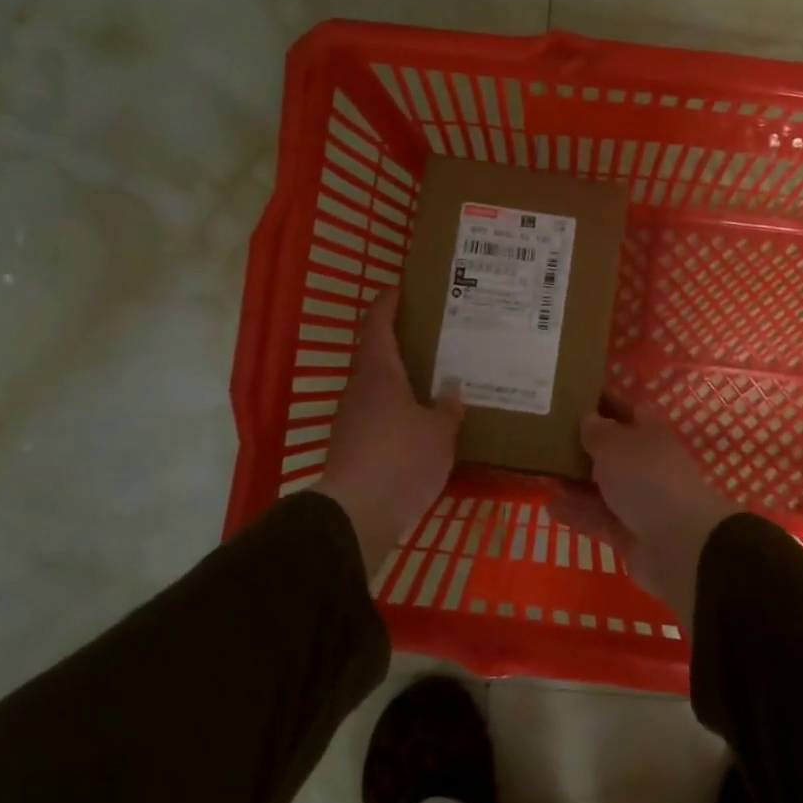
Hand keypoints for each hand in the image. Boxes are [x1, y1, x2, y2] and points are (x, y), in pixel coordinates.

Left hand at [316, 290, 463, 574]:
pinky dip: (398, 412)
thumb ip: (446, 408)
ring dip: (401, 382)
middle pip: (376, 357)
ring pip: (378, 389)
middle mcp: (360, 390)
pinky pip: (378, 418)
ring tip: (434, 384)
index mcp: (379, 373)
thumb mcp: (438, 432)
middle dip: (401, 345)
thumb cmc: (401, 458)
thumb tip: (451, 390)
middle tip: (434, 341)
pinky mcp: (352, 448)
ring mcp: (352, 420)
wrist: (357, 514)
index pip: (378, 325)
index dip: (387, 303)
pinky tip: (421, 426)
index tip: (399, 288)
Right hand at [549, 395, 737, 632]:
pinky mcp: (627, 531)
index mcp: (648, 433)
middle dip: (579, 443)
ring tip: (540, 471)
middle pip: (609, 449)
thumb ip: (596, 430)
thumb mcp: (614, 444)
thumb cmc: (646, 478)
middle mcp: (643, 463)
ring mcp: (636, 499)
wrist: (679, 543)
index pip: (623, 409)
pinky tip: (549, 505)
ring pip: (599, 485)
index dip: (600, 401)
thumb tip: (587, 416)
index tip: (568, 394)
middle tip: (542, 435)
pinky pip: (596, 517)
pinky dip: (575, 512)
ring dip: (573, 480)